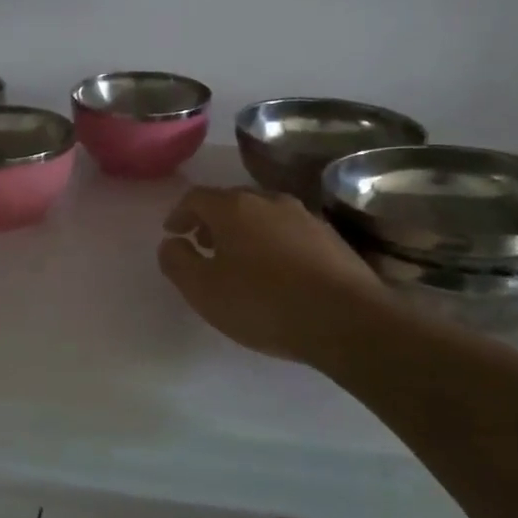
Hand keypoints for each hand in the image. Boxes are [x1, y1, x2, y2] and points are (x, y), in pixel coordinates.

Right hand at [157, 187, 385, 364]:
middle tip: (203, 245)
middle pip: (231, 202)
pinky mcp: (331, 237)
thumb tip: (170, 243)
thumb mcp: (204, 290)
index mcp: (233, 207)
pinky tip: (277, 272)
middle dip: (212, 221)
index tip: (173, 233)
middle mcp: (269, 201)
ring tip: (239, 260)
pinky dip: (273, 243)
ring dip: (244, 232)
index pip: (195, 197)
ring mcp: (304, 216)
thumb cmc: (263, 303)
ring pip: (263, 215)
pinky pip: (289, 232)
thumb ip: (177, 262)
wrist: (347, 320)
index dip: (179, 214)